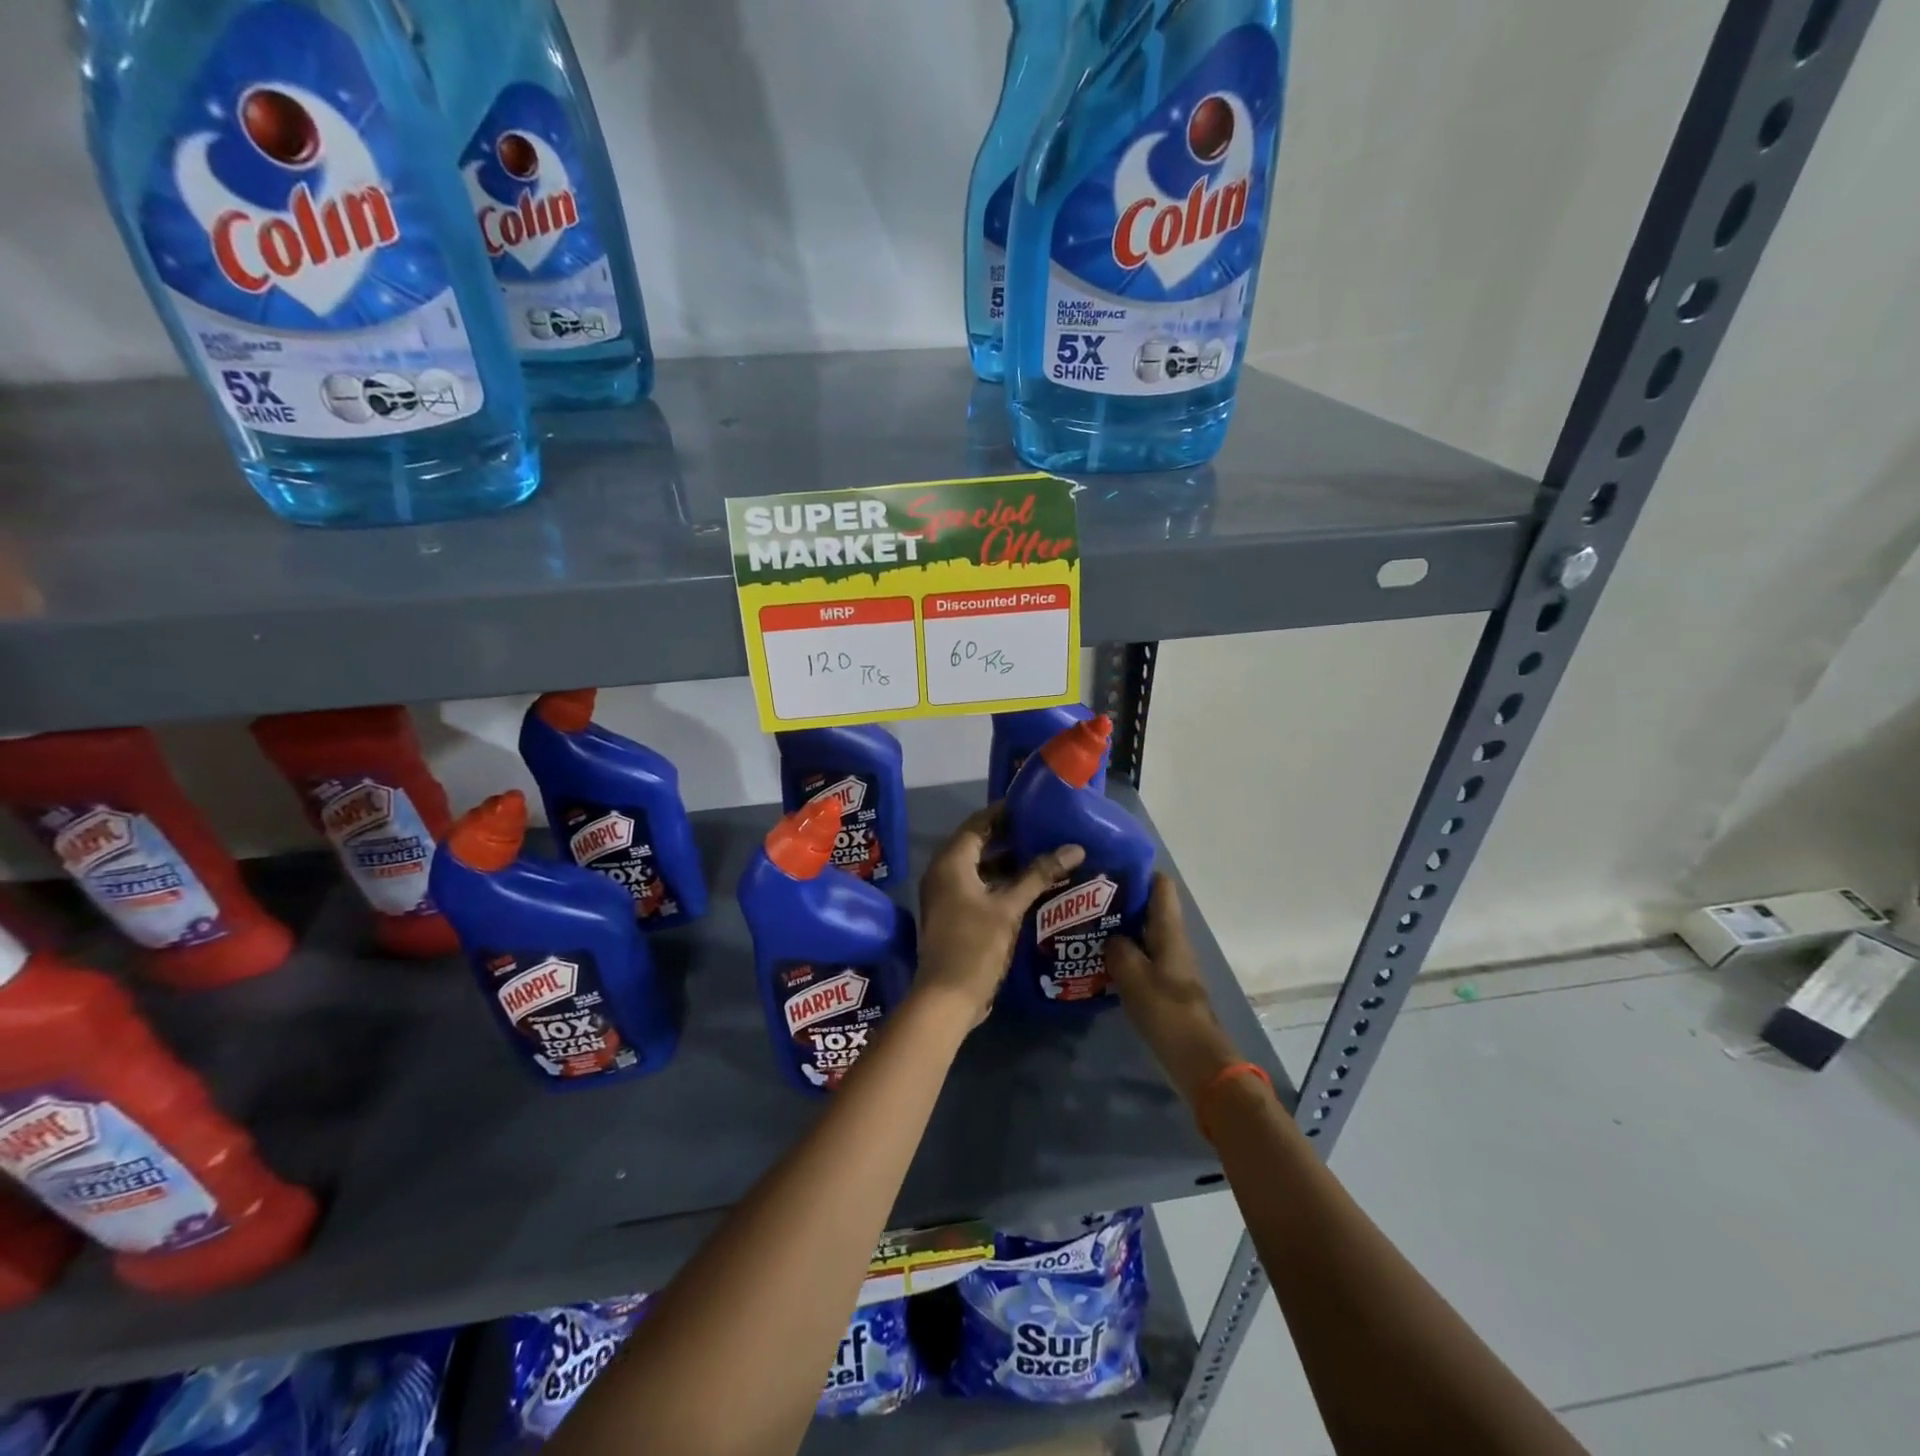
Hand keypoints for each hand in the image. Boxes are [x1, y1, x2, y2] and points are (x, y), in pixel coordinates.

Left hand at [916, 806, 1084, 1027]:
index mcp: (951, 861)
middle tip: (1047, 829)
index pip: (979, 822)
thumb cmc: (975, 945)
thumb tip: (1074, 848)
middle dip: (1012, 836)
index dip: (1005, 812)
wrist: (947, 998)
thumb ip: (1039, 874)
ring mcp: (947, 894)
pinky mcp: (955, 914)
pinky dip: (1002, 882)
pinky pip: (979, 886)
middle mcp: (944, 872)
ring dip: (1009, 861)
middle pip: (979, 843)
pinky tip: (1032, 886)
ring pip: (981, 867)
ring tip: (1045, 853)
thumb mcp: (1009, 907)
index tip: (1035, 805)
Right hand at [1106, 874, 1241, 1103]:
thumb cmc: (1167, 1012)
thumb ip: (1118, 949)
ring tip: (1084, 925)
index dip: (1137, 871)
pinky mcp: (1165, 985)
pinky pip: (1142, 957)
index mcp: (1169, 931)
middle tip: (1084, 898)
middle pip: (1149, 908)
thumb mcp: (1133, 976)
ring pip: (1143, 933)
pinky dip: (1123, 953)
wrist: (1198, 1061)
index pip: (1161, 885)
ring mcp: (1171, 964)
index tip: (1106, 868)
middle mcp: (1173, 941)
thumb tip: (1110, 937)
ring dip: (1119, 928)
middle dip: (1120, 900)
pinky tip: (1097, 960)